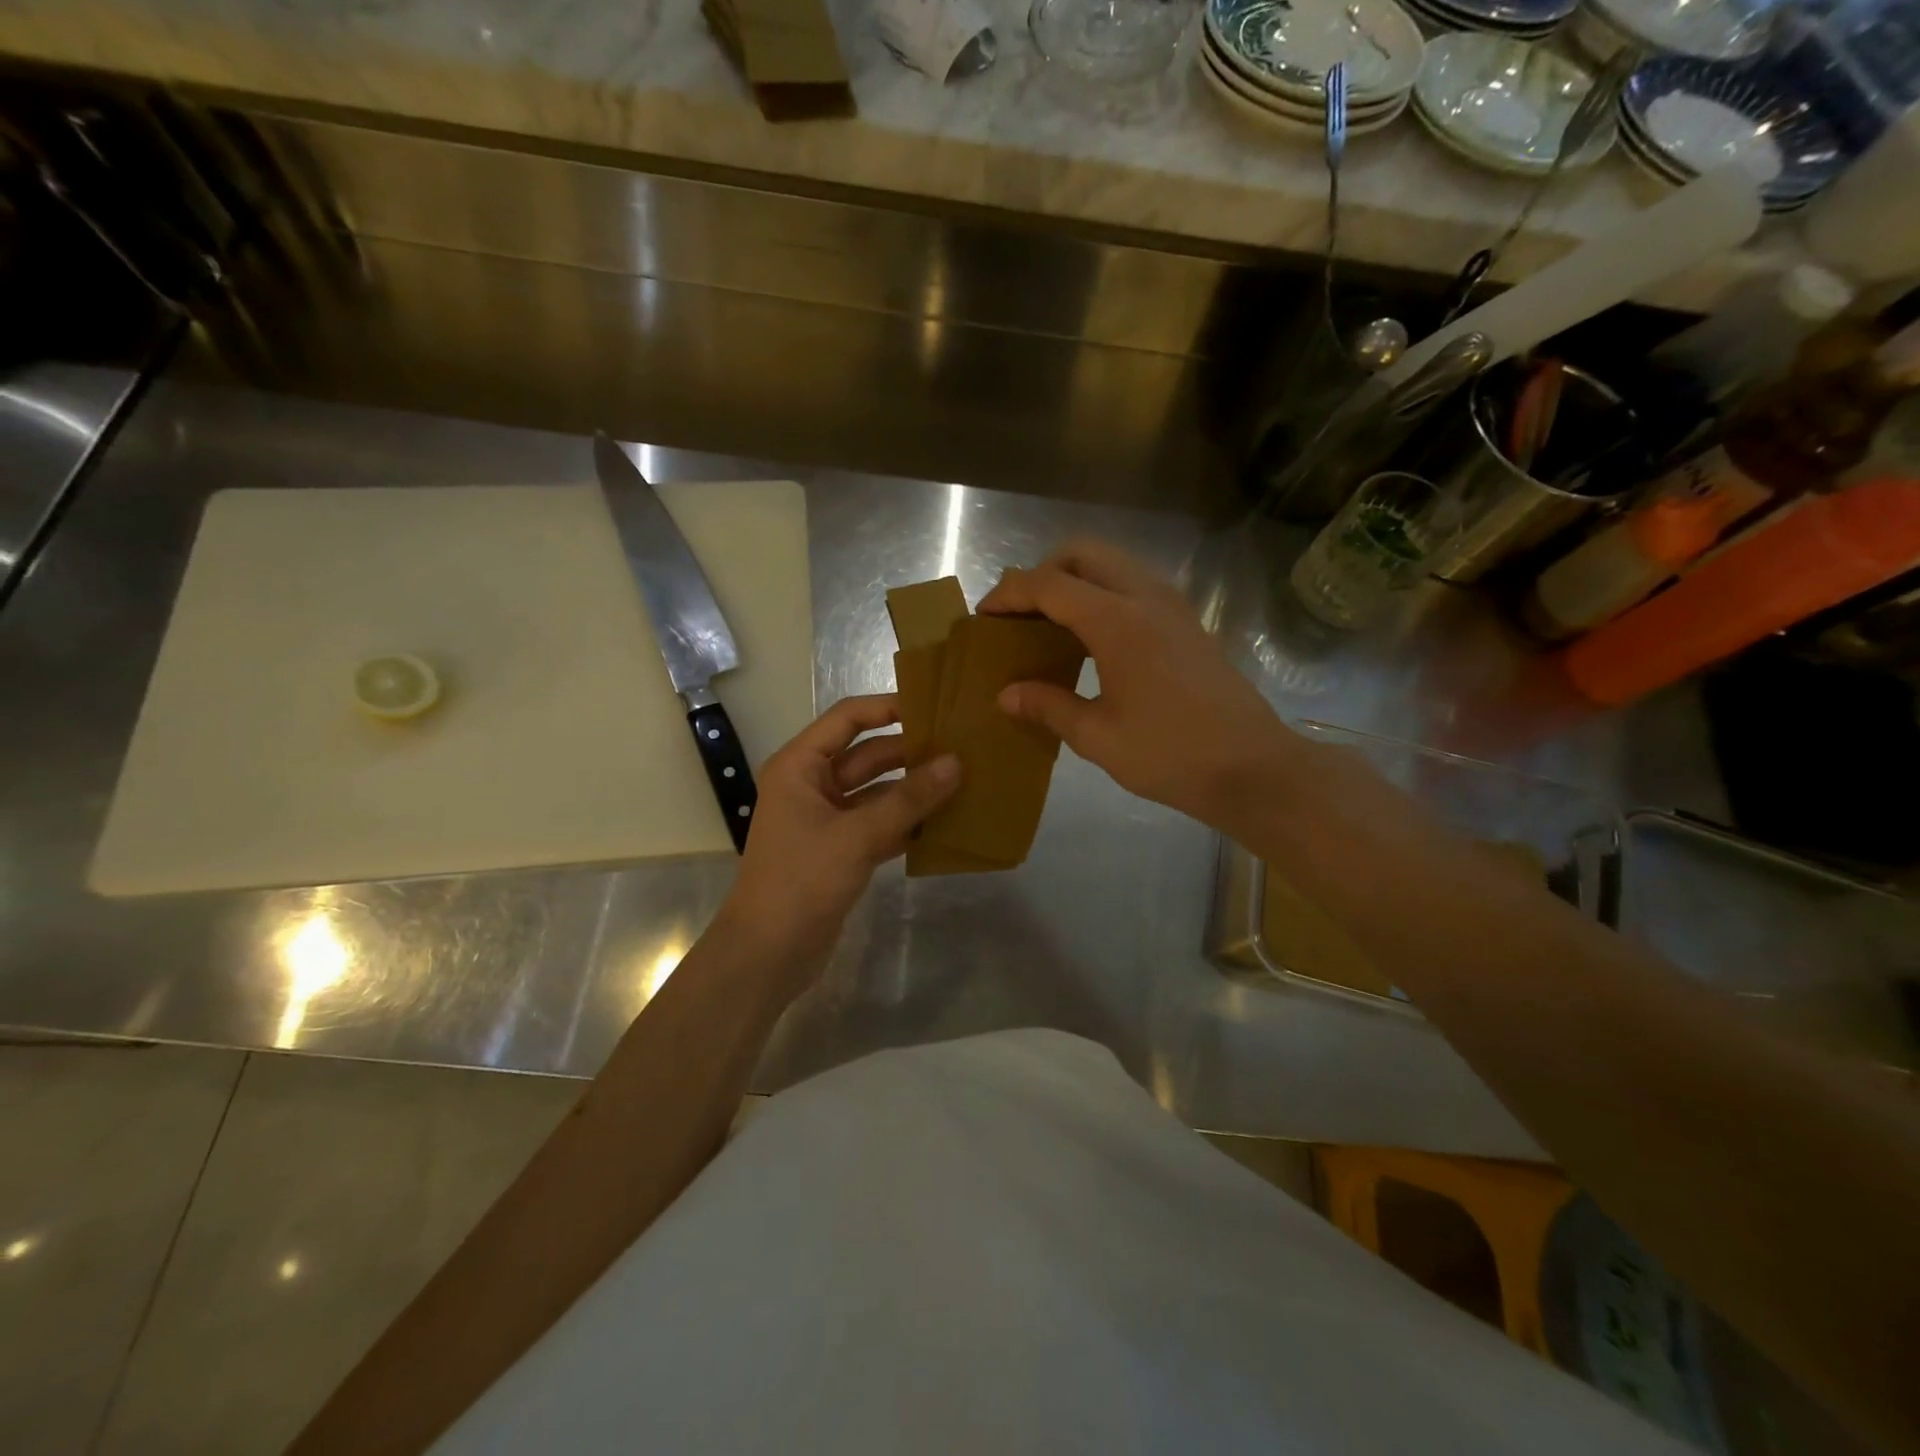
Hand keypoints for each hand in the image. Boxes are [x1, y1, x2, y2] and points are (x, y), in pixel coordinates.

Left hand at [720, 694, 959, 977]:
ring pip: (878, 792)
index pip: (847, 718)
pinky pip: (880, 823)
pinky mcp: (841, 850)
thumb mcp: (857, 835)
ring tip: (964, 780)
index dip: (888, 707)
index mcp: (800, 766)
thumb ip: (909, 799)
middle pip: (868, 755)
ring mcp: (827, 819)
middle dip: (911, 752)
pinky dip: (908, 822)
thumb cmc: (802, 880)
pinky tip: (946, 821)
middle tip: (963, 746)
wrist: (768, 954)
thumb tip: (956, 762)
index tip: (934, 705)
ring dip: (914, 789)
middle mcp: (812, 784)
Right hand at [977, 541, 1293, 832]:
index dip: (1009, 593)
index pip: (1049, 584)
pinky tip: (1092, 639)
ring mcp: (1173, 606)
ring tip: (1051, 624)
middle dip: (1043, 573)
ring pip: (1113, 564)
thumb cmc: (1170, 754)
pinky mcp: (1188, 622)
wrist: (1252, 768)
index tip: (984, 615)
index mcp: (1117, 622)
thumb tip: (1005, 694)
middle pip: (1083, 554)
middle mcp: (1146, 598)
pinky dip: (1103, 593)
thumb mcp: (1097, 737)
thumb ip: (1048, 707)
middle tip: (1021, 614)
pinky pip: (1135, 585)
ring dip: (1075, 579)